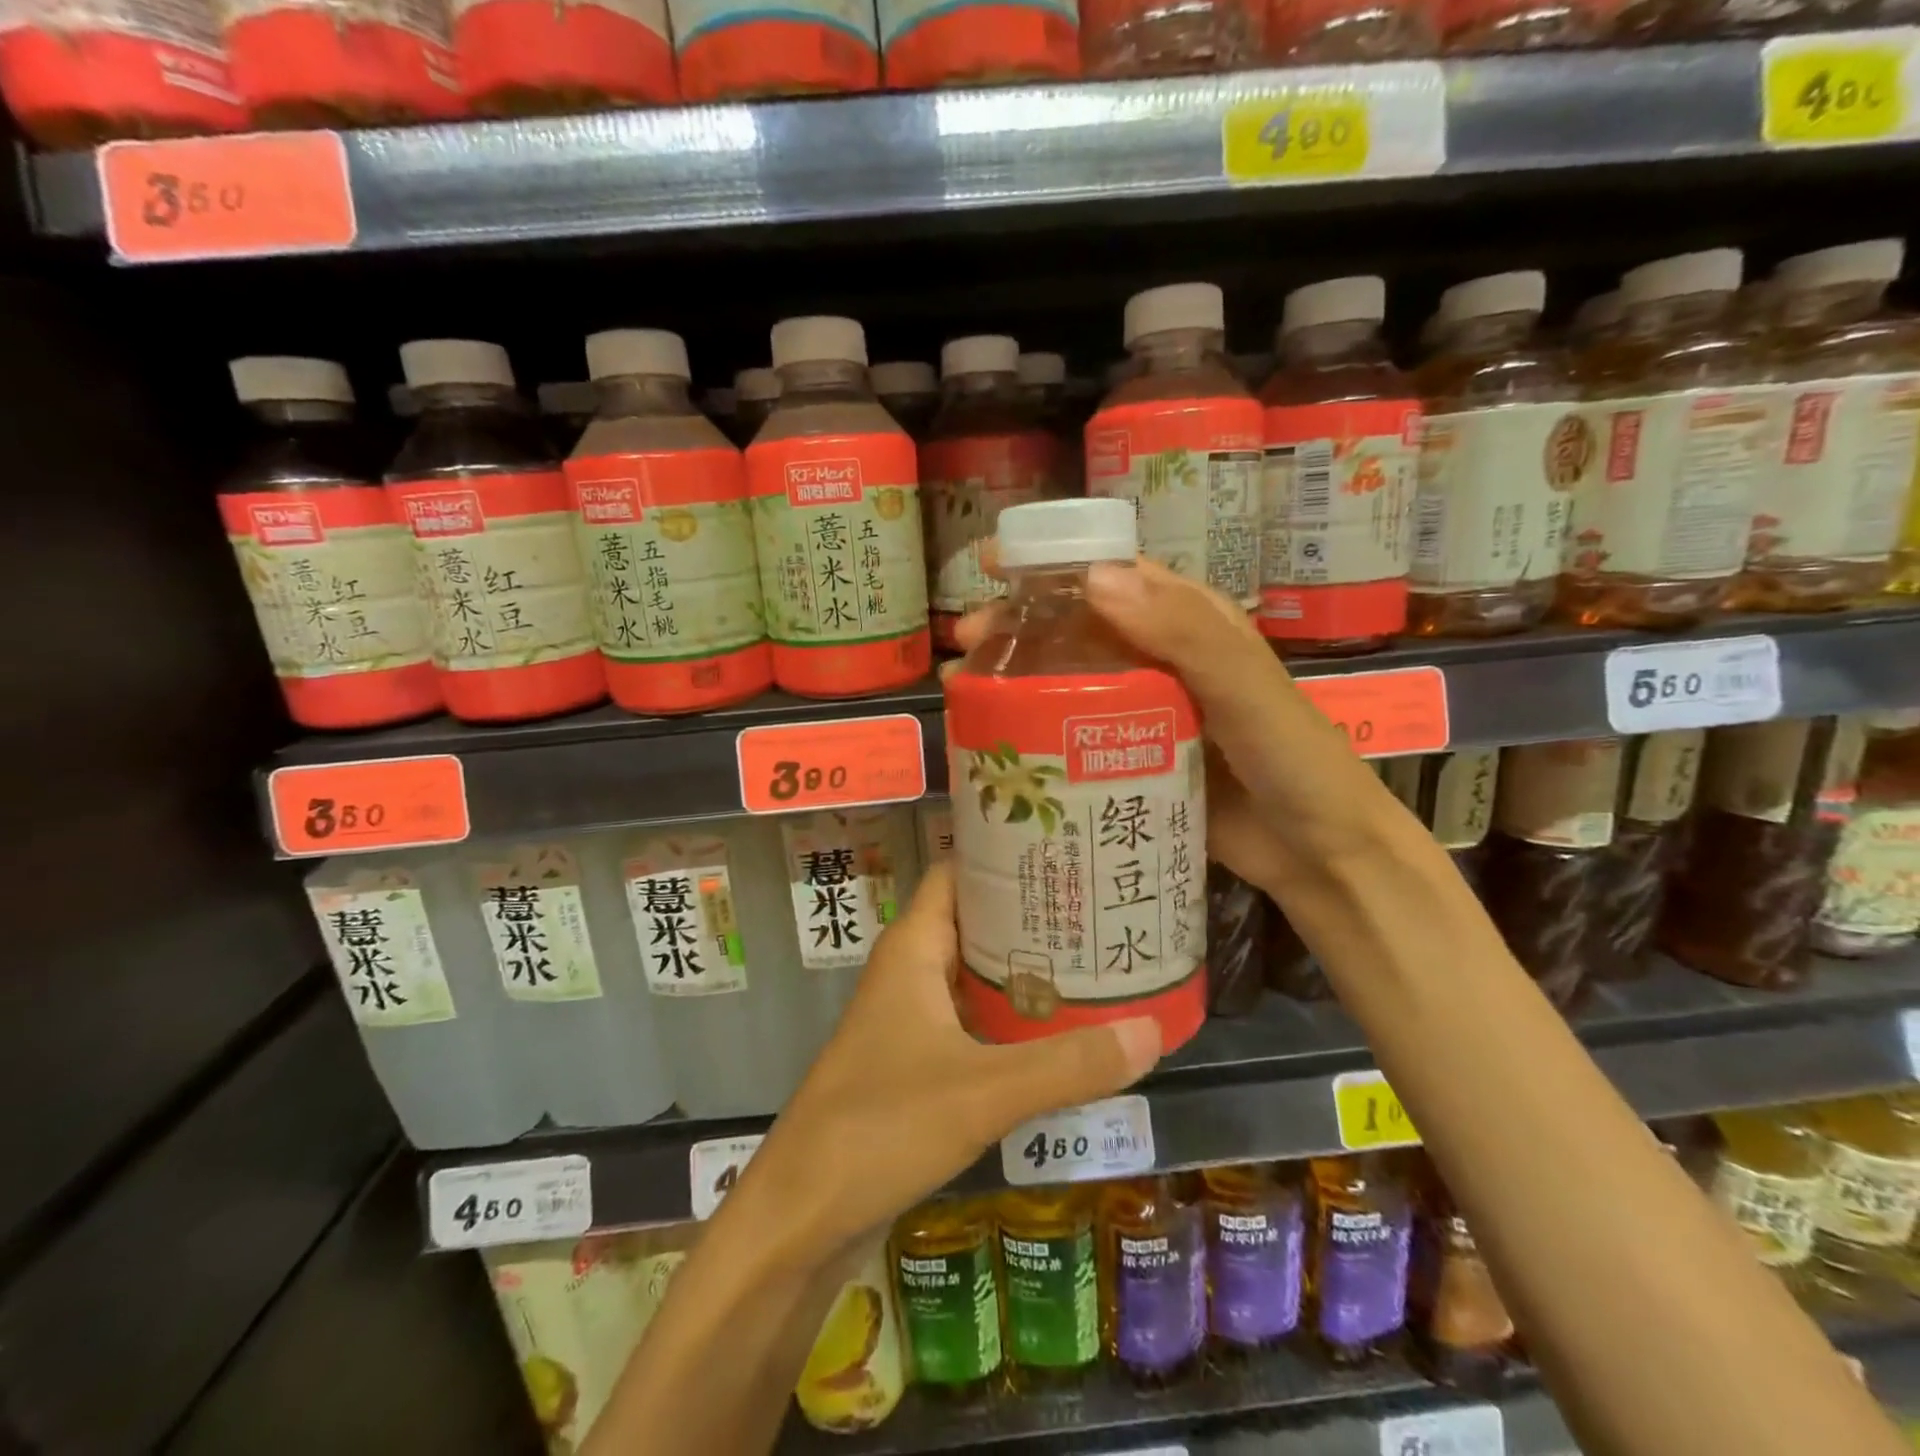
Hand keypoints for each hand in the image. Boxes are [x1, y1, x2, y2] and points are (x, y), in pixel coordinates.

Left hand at [744, 861, 1161, 1257]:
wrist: (800, 1216)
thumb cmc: (880, 1126)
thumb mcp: (983, 1091)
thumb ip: (1067, 1063)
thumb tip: (1153, 1031)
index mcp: (913, 947)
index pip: (958, 872)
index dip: (1004, 855)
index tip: (1066, 849)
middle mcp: (910, 971)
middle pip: (975, 921)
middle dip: (1032, 915)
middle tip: (1101, 908)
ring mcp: (909, 1018)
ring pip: (975, 975)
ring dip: (1025, 971)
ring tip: (1097, 962)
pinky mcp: (915, 1062)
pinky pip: (972, 1022)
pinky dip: (1011, 1020)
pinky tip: (1061, 1033)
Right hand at [954, 557, 1395, 898]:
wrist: (1318, 852)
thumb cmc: (1293, 760)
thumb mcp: (1247, 690)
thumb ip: (1185, 634)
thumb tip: (1094, 578)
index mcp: (1190, 623)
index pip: (1113, 575)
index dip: (1052, 563)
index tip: (993, 566)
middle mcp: (1161, 658)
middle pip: (1077, 627)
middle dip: (1018, 625)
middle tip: (966, 642)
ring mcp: (1143, 710)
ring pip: (1070, 678)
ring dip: (1018, 677)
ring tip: (966, 688)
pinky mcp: (1131, 758)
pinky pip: (1076, 732)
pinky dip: (1038, 728)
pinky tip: (1000, 739)